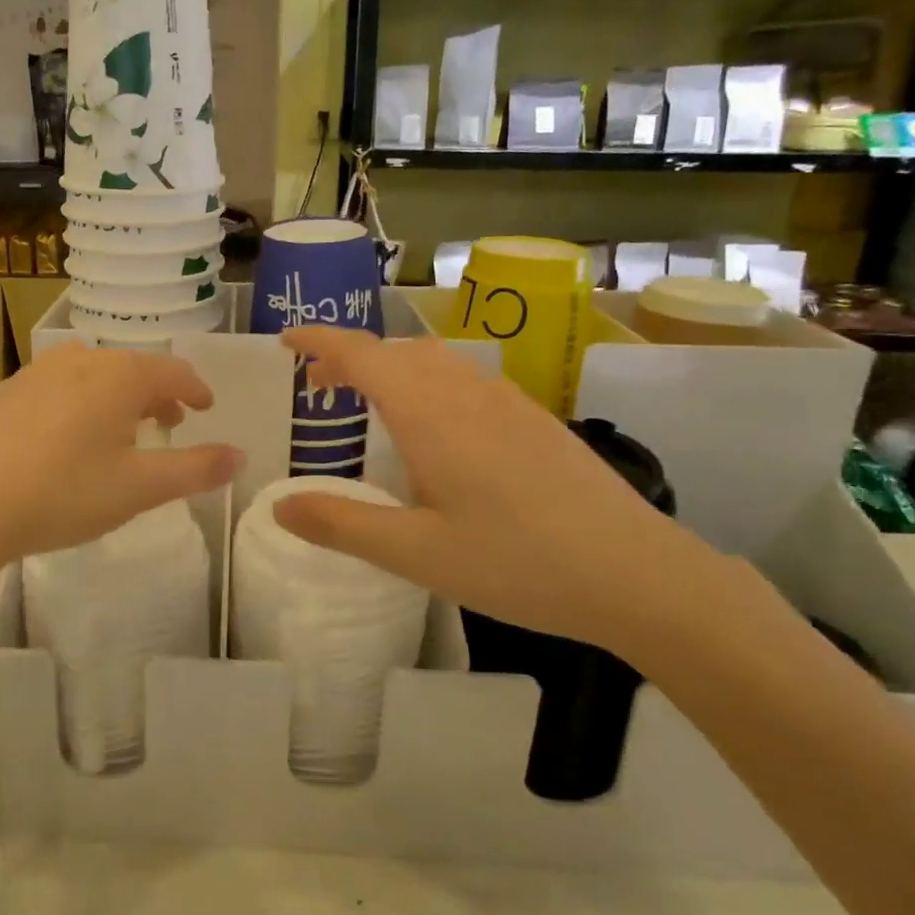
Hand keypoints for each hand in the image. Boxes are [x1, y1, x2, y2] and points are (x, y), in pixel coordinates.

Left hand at [0, 344, 242, 582]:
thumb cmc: (63, 494)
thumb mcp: (139, 489)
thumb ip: (195, 469)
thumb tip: (241, 455)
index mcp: (120, 375)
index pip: (173, 371)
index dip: (195, 389)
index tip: (206, 407)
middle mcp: (80, 359)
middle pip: (133, 369)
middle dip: (157, 395)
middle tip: (169, 424)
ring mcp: (36, 372)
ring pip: (93, 375)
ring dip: (117, 397)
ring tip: (121, 431)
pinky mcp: (4, 391)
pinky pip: (58, 387)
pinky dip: (79, 403)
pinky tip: (66, 438)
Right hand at [273, 327, 742, 661]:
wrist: (637, 572)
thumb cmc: (516, 562)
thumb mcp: (416, 553)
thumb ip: (342, 526)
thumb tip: (278, 507)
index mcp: (429, 412)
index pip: (361, 353)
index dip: (318, 341)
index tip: (286, 341)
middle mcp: (465, 390)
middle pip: (395, 351)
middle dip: (350, 358)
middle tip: (319, 389)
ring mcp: (506, 399)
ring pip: (434, 360)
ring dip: (392, 368)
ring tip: (372, 404)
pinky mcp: (534, 417)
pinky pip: (465, 378)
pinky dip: (428, 382)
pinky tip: (438, 431)